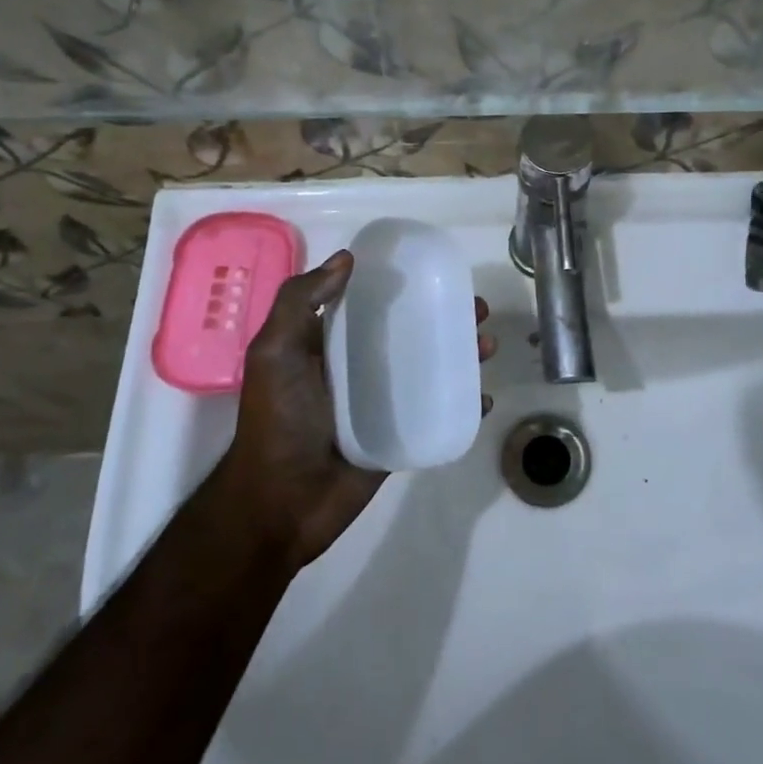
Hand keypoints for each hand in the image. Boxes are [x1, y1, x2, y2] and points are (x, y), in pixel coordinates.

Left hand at [216, 250, 496, 569]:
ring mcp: (383, 402)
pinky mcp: (400, 435)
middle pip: (412, 331)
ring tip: (487, 345)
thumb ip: (300, 301)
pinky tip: (484, 394)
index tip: (436, 271)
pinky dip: (464, 402)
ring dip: (462, 353)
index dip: (404, 284)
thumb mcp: (275, 352)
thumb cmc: (278, 421)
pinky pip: (437, 411)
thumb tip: (346, 258)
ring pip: (431, 367)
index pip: (373, 303)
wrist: (282, 505)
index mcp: (331, 344)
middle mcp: (360, 367)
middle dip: (446, 316)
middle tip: (477, 309)